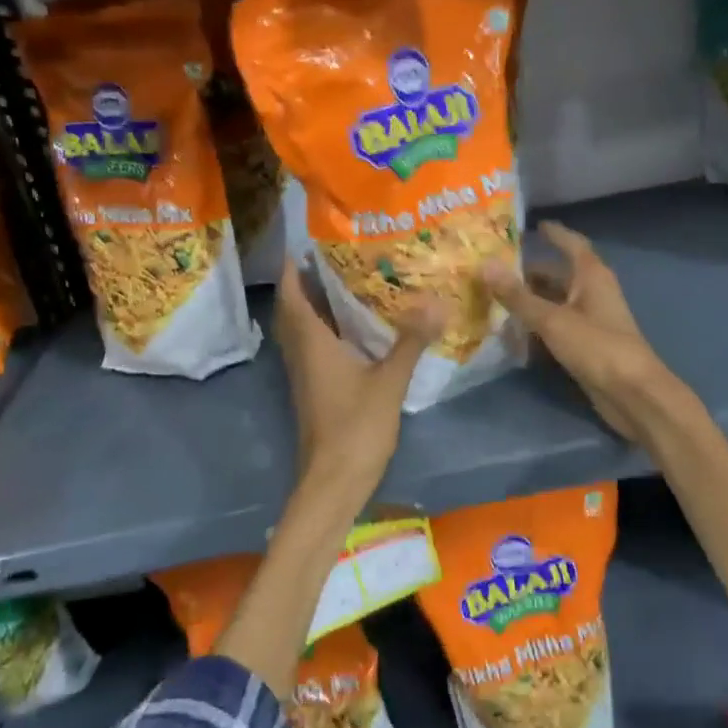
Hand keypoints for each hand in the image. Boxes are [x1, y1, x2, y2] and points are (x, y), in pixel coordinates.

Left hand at [275, 261, 440, 498]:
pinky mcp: (315, 392)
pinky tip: (352, 331)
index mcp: (312, 345)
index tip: (303, 245)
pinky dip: (323, 332)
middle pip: (292, 312)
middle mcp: (302, 355)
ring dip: (311, 307)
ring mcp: (306, 376)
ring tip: (341, 285)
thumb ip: (410, 341)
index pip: (291, 297)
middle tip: (328, 260)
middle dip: (302, 284)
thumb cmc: (355, 428)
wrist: (333, 482)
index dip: (292, 270)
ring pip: (301, 332)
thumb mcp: (389, 381)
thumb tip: (436, 302)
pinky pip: (312, 350)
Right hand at [483, 222, 677, 445]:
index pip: (571, 244)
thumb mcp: (552, 319)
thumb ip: (517, 295)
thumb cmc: (596, 346)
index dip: (554, 233)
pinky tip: (513, 331)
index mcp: (591, 276)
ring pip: (556, 301)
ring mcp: (591, 320)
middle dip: (530, 271)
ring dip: (531, 299)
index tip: (532, 225)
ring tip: (495, 297)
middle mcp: (592, 292)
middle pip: (559, 274)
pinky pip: (557, 326)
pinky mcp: (587, 344)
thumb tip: (485, 265)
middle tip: (495, 268)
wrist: (632, 394)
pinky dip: (537, 324)